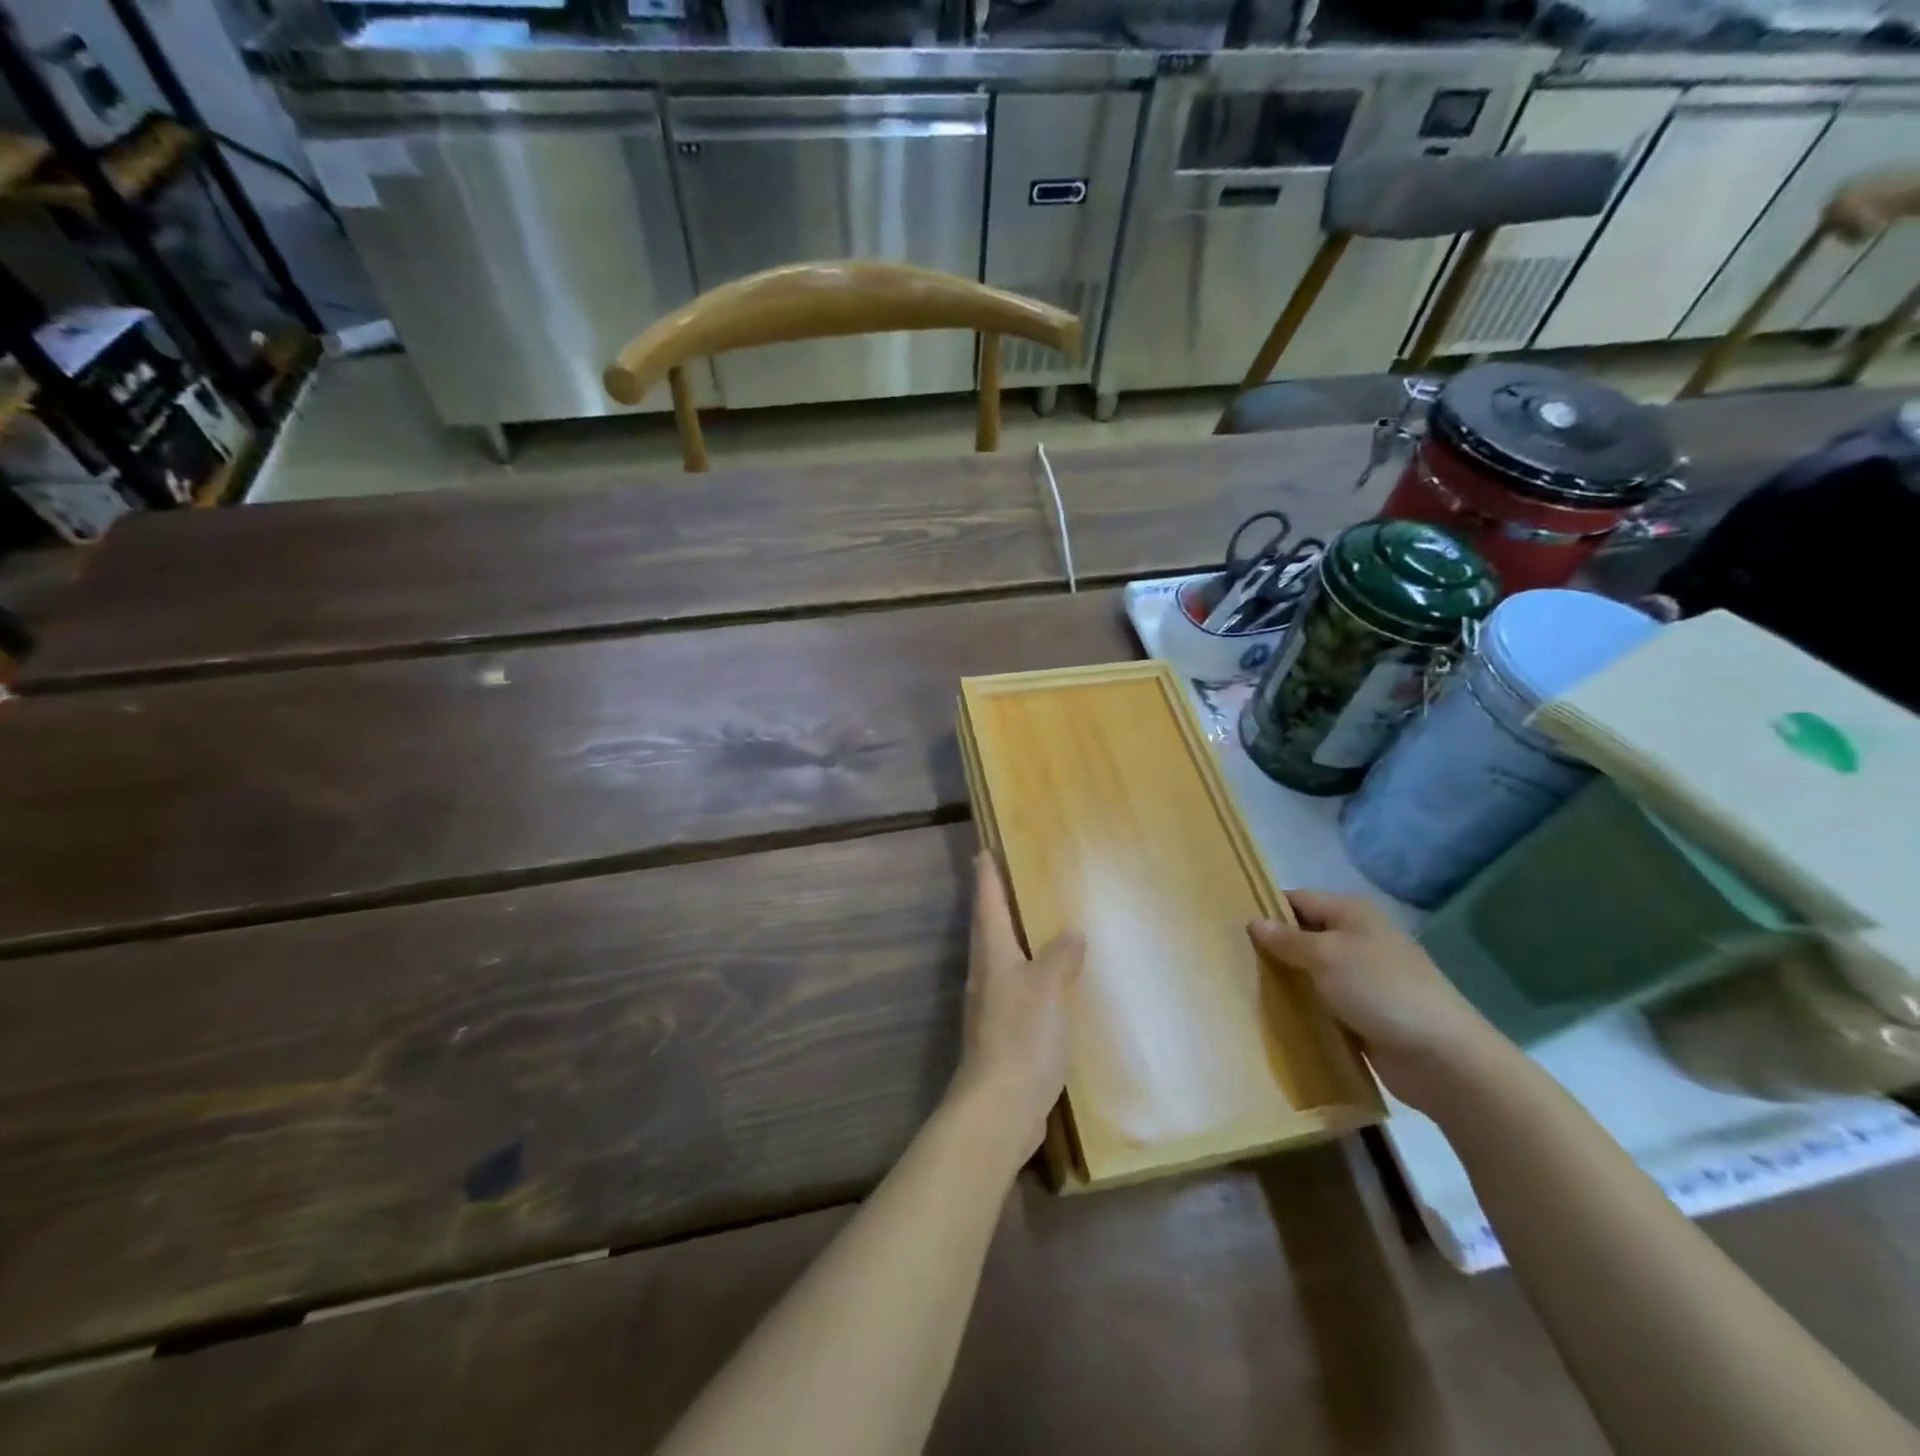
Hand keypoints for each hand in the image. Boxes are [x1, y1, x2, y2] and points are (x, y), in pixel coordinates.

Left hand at [950, 853, 1084, 1163]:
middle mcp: (985, 974)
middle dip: (997, 902)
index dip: (987, 875)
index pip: (987, 903)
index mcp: (992, 953)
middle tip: (1014, 879)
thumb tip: (1072, 932)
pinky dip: (1030, 975)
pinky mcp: (1003, 1033)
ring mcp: (991, 1005)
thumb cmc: (1022, 1034)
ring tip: (1037, 925)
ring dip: (1014, 939)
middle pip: (989, 928)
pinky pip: (1017, 989)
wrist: (1001, 1105)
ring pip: (1001, 959)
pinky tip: (1051, 983)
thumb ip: (1061, 955)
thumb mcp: (1049, 986)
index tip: (983, 850)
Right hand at [1250, 890, 1504, 1110]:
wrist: (1442, 1058)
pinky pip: (1323, 1003)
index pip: (1298, 900)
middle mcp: (1358, 940)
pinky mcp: (1364, 1014)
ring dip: (1286, 980)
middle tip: (1230, 958)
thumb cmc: (1381, 990)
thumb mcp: (1327, 956)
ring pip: (1311, 972)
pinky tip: (1274, 1016)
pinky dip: (1303, 1007)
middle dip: (1272, 947)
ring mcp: (1363, 979)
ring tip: (1242, 986)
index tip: (1229, 924)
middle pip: (1303, 935)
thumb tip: (1254, 922)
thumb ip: (1287, 939)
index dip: (1266, 909)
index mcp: (1352, 914)